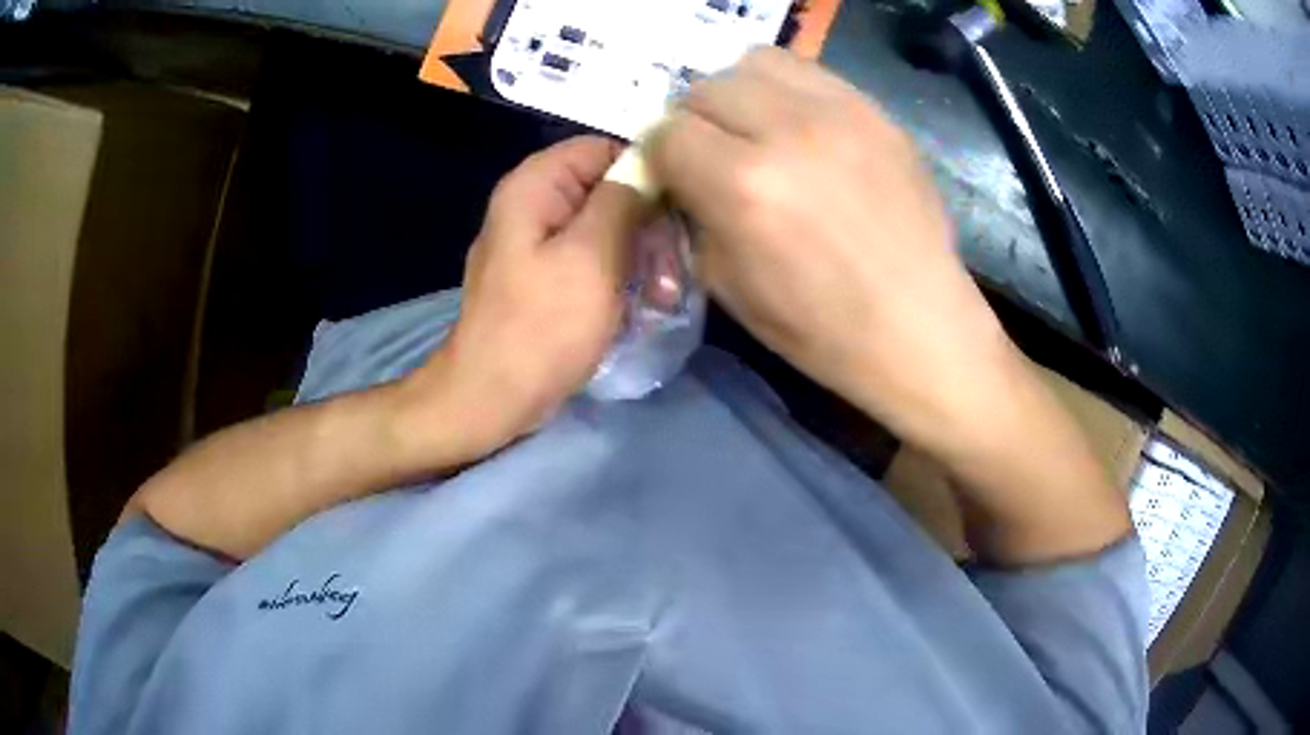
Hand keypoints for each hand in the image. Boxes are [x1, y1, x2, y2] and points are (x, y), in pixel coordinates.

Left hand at [405, 136, 649, 454]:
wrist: (491, 398)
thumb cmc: (541, 327)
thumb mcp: (592, 256)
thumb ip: (623, 199)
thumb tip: (650, 162)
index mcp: (536, 185)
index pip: (605, 147)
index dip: (648, 172)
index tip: (681, 212)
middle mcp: (535, 202)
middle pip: (608, 188)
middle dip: (649, 225)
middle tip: (674, 272)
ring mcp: (538, 242)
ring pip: (607, 226)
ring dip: (642, 257)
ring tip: (664, 298)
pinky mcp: (546, 276)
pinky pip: (593, 257)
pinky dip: (622, 275)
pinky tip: (643, 305)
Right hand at [648, 49, 1127, 562]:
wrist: (919, 326)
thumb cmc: (821, 329)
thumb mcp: (727, 286)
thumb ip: (692, 214)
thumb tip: (678, 175)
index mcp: (743, 185)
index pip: (667, 132)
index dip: (663, 157)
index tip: (677, 177)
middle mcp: (787, 130)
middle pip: (704, 88)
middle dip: (694, 122)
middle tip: (714, 155)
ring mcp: (839, 111)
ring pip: (754, 63)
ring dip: (738, 93)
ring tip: (755, 129)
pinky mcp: (875, 110)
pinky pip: (808, 71)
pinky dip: (786, 91)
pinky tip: (801, 128)